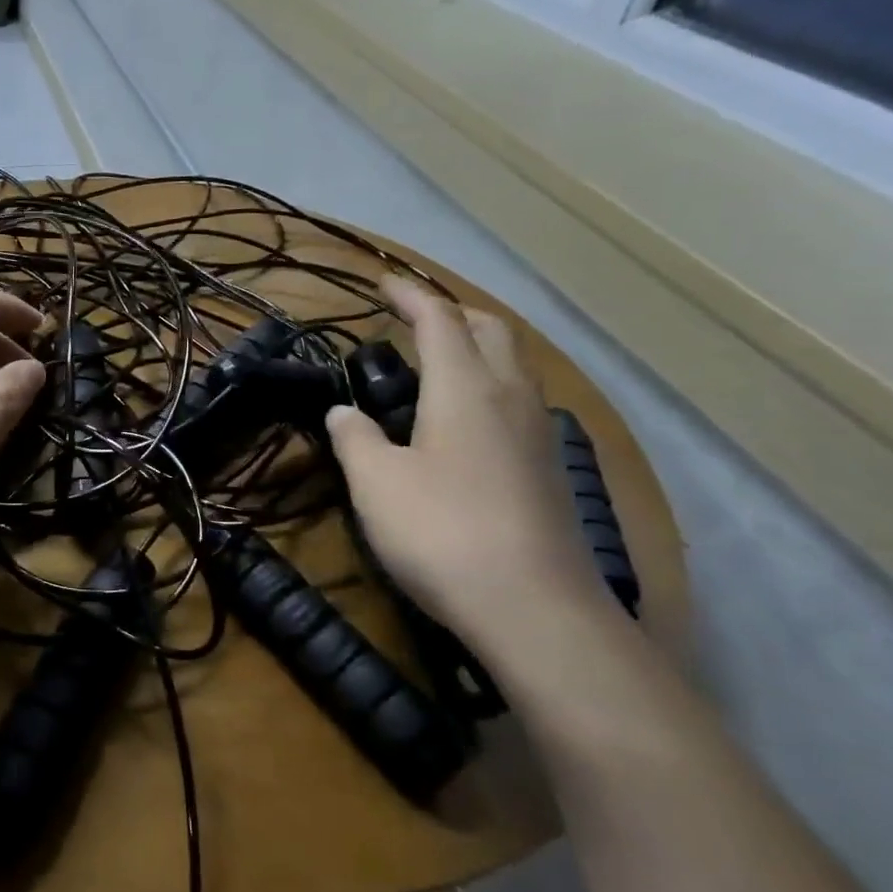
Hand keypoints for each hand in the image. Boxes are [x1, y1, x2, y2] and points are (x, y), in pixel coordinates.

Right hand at [325, 276, 613, 651]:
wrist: (535, 609)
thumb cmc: (442, 532)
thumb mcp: (376, 482)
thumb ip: (354, 438)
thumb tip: (344, 413)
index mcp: (465, 388)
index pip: (439, 319)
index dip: (409, 295)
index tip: (382, 282)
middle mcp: (510, 397)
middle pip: (490, 330)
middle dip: (450, 312)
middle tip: (411, 320)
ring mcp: (538, 433)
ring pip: (512, 364)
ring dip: (475, 347)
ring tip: (436, 363)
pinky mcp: (548, 468)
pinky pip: (518, 400)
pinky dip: (489, 385)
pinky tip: (465, 420)